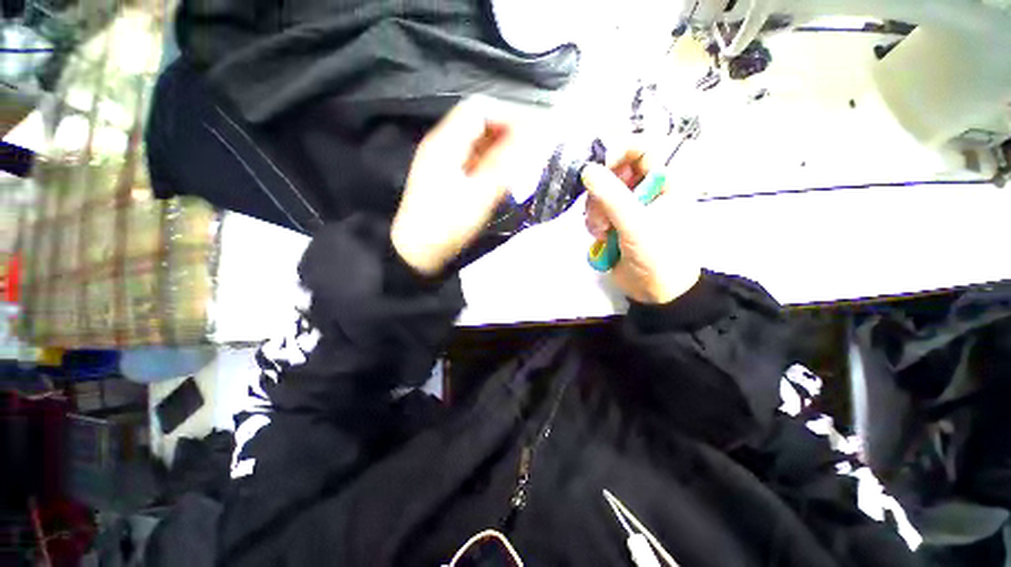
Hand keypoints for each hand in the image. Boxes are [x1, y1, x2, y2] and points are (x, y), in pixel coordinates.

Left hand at [391, 97, 528, 275]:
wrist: (417, 251)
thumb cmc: (447, 225)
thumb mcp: (478, 196)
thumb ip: (504, 164)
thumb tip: (528, 136)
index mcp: (445, 142)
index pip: (479, 109)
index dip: (508, 115)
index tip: (532, 132)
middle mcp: (441, 145)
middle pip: (478, 124)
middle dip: (506, 132)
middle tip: (530, 150)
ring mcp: (441, 161)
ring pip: (476, 143)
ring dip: (499, 148)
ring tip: (521, 164)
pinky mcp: (445, 177)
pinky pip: (472, 159)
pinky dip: (490, 162)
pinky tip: (501, 177)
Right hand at [582, 152, 700, 303]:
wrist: (655, 291)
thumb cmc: (658, 256)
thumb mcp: (636, 225)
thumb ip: (612, 197)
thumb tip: (587, 170)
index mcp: (666, 182)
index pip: (644, 148)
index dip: (622, 151)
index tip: (604, 167)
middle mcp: (647, 189)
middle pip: (615, 171)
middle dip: (602, 192)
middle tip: (602, 212)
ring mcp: (628, 206)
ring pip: (601, 193)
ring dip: (595, 211)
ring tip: (602, 231)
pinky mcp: (614, 221)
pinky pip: (595, 210)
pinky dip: (593, 222)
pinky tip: (600, 237)